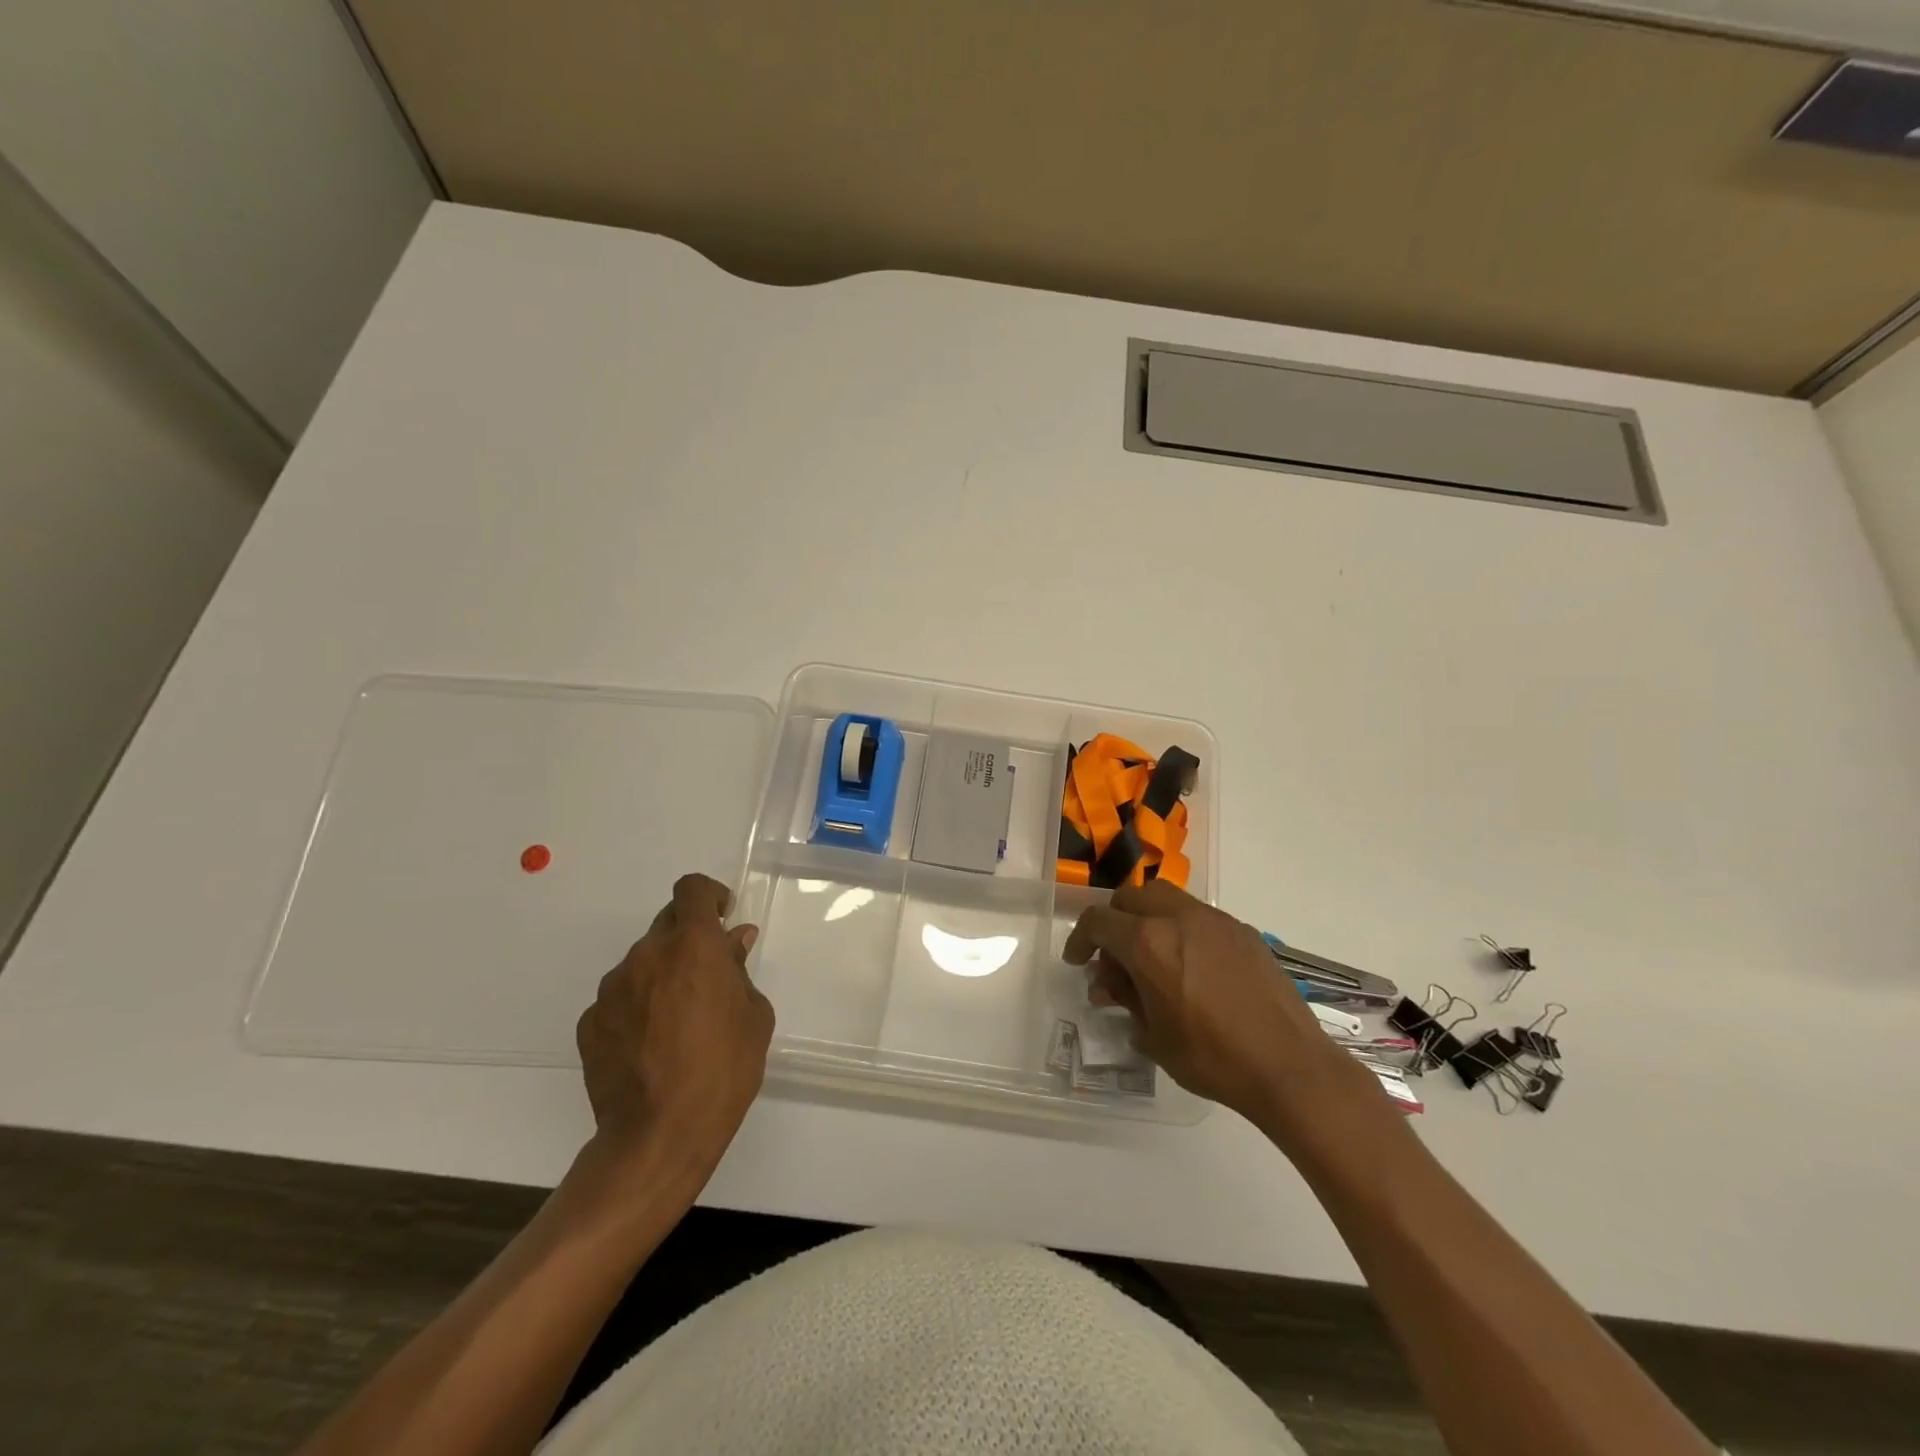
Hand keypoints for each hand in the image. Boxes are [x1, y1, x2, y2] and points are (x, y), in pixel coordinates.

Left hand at [575, 873, 773, 1181]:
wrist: (659, 1135)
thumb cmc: (724, 1068)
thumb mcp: (754, 1015)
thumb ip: (740, 969)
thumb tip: (734, 941)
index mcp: (692, 944)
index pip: (691, 889)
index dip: (708, 896)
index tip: (722, 918)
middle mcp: (646, 955)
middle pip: (667, 923)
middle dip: (688, 939)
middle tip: (706, 976)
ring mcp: (612, 989)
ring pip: (642, 963)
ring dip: (661, 975)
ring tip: (677, 1021)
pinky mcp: (590, 1023)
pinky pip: (620, 999)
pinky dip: (637, 1008)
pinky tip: (650, 1046)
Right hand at [1063, 881, 1358, 1134]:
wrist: (1288, 1065)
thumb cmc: (1212, 1057)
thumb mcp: (1153, 1036)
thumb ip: (1126, 1000)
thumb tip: (1112, 986)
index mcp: (1147, 942)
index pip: (1098, 921)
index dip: (1080, 939)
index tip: (1078, 961)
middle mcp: (1177, 918)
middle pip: (1130, 897)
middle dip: (1113, 921)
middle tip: (1113, 958)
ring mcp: (1213, 919)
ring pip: (1165, 898)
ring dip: (1147, 919)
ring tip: (1150, 957)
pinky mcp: (1241, 930)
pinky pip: (1197, 916)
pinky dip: (1180, 929)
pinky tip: (1190, 967)